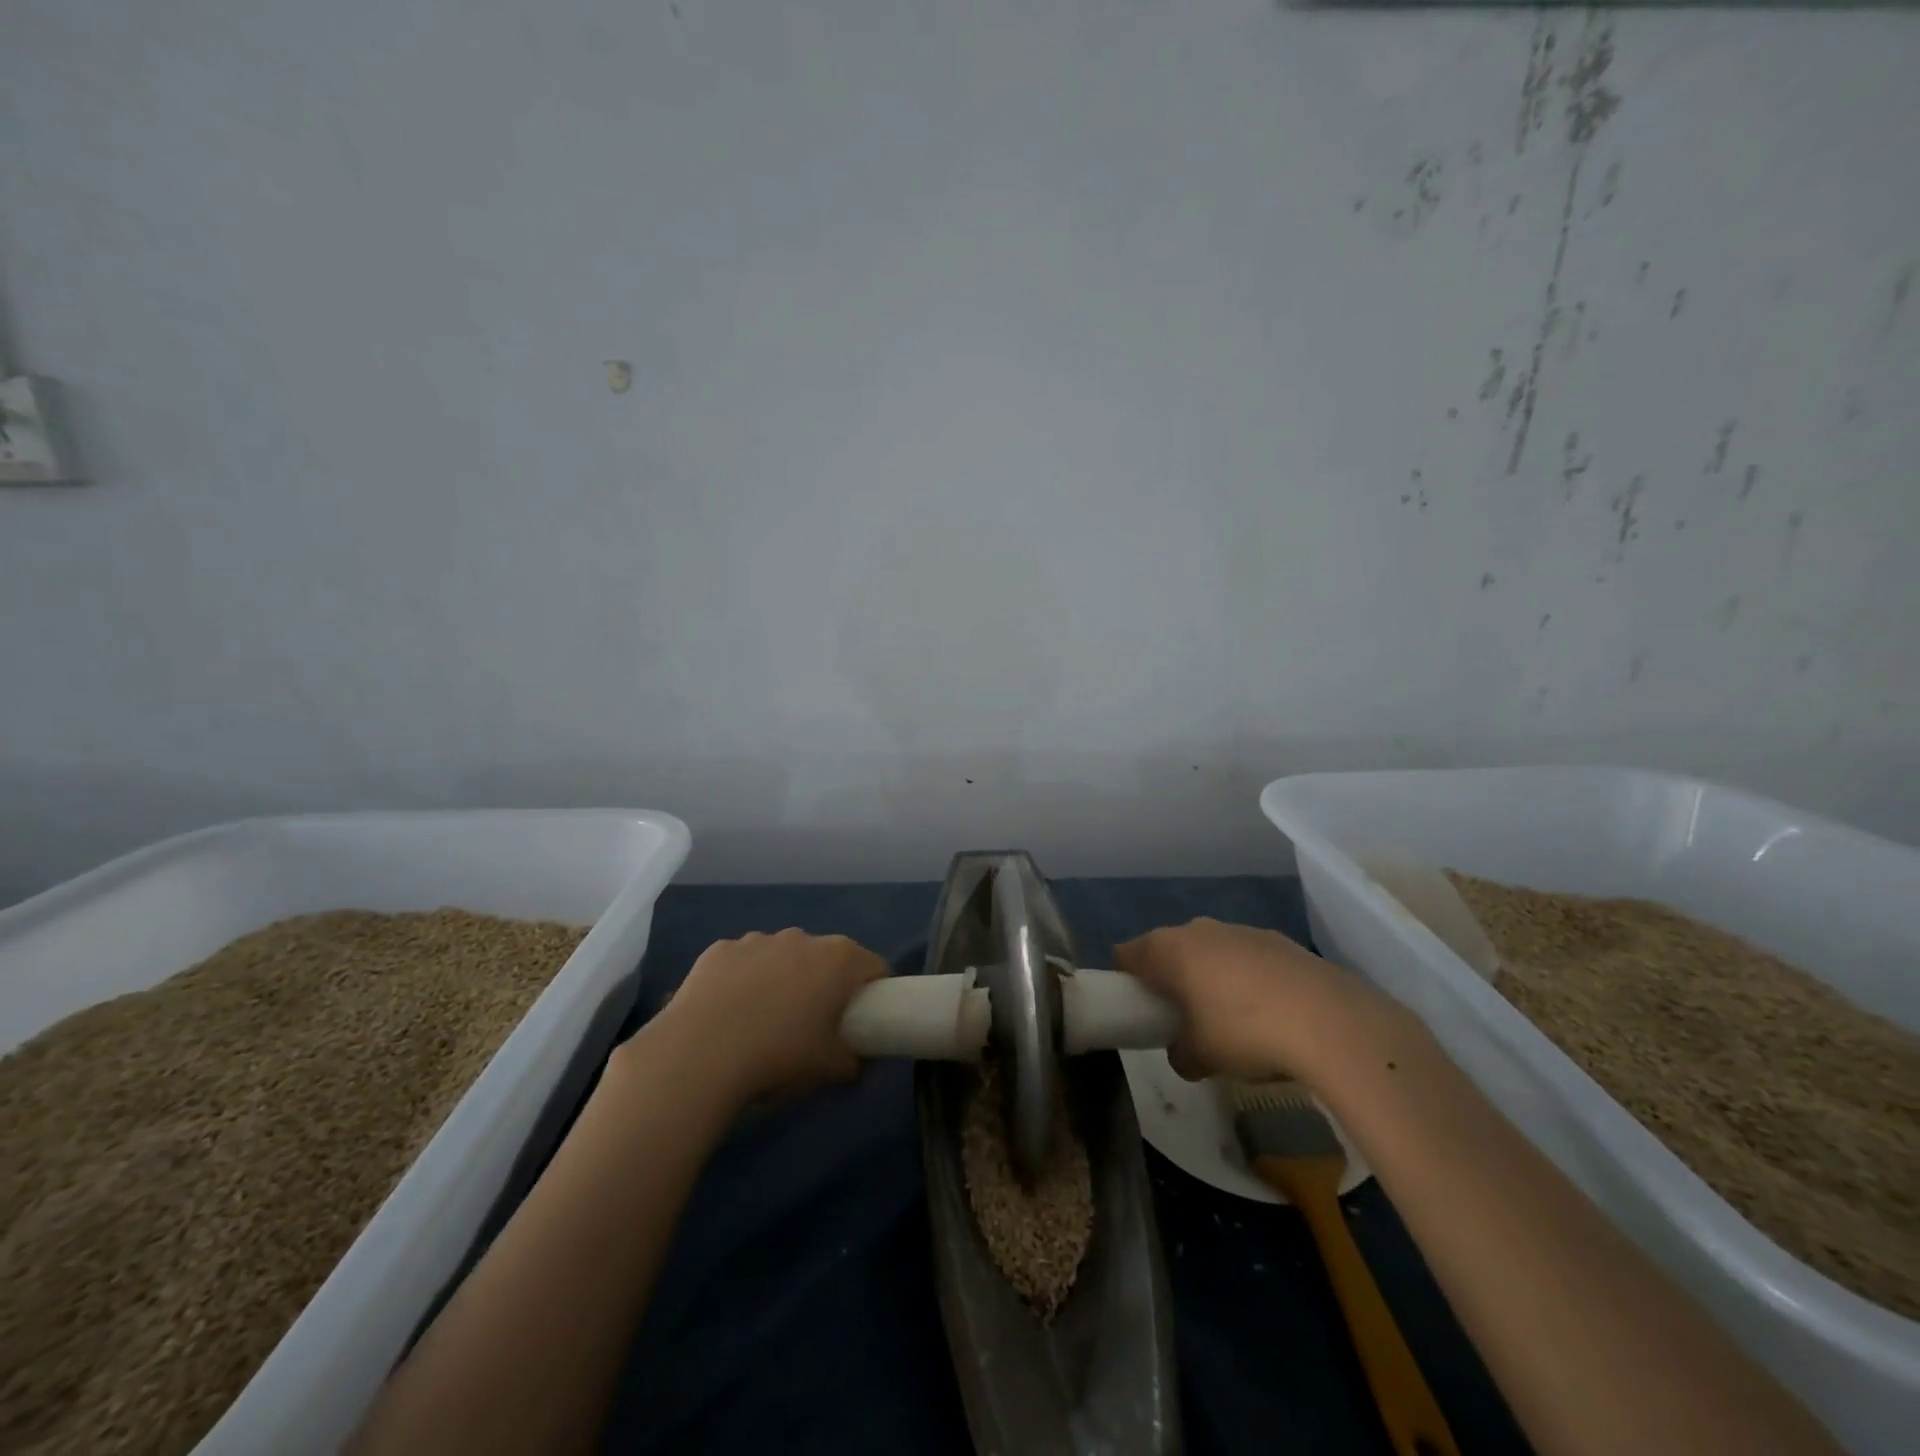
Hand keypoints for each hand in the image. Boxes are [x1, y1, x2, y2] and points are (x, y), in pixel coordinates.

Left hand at [649, 929, 888, 1103]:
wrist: (700, 1054)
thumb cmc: (780, 1056)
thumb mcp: (831, 1070)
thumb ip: (855, 1063)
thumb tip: (857, 1063)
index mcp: (839, 959)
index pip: (874, 966)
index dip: (874, 991)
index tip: (864, 1018)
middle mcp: (802, 938)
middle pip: (826, 958)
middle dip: (824, 983)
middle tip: (814, 1024)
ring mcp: (758, 939)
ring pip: (782, 956)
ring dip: (782, 978)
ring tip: (764, 1020)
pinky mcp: (720, 949)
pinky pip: (742, 962)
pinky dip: (742, 980)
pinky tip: (728, 1014)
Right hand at [1116, 918, 1376, 1083]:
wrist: (1329, 1021)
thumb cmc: (1244, 1032)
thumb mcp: (1199, 1057)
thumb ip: (1179, 1053)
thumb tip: (1184, 1052)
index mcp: (1167, 948)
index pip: (1126, 954)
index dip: (1126, 981)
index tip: (1137, 1009)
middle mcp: (1199, 929)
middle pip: (1169, 949)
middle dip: (1171, 979)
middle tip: (1181, 1018)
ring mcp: (1241, 930)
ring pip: (1211, 951)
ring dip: (1211, 978)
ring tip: (1230, 1021)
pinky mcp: (1280, 940)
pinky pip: (1248, 958)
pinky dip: (1248, 980)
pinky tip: (1269, 1015)